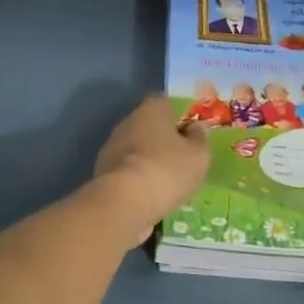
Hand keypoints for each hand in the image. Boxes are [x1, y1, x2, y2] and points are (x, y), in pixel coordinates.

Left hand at [93, 96, 210, 244]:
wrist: (124, 201)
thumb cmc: (167, 169)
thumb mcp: (198, 155)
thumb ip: (199, 138)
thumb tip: (194, 128)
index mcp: (152, 108)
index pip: (165, 102)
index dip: (179, 116)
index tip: (190, 133)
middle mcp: (128, 120)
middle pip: (149, 124)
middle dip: (163, 139)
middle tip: (181, 158)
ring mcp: (112, 145)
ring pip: (137, 148)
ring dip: (149, 159)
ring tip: (167, 180)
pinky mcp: (103, 170)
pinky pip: (127, 168)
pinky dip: (137, 177)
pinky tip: (149, 193)